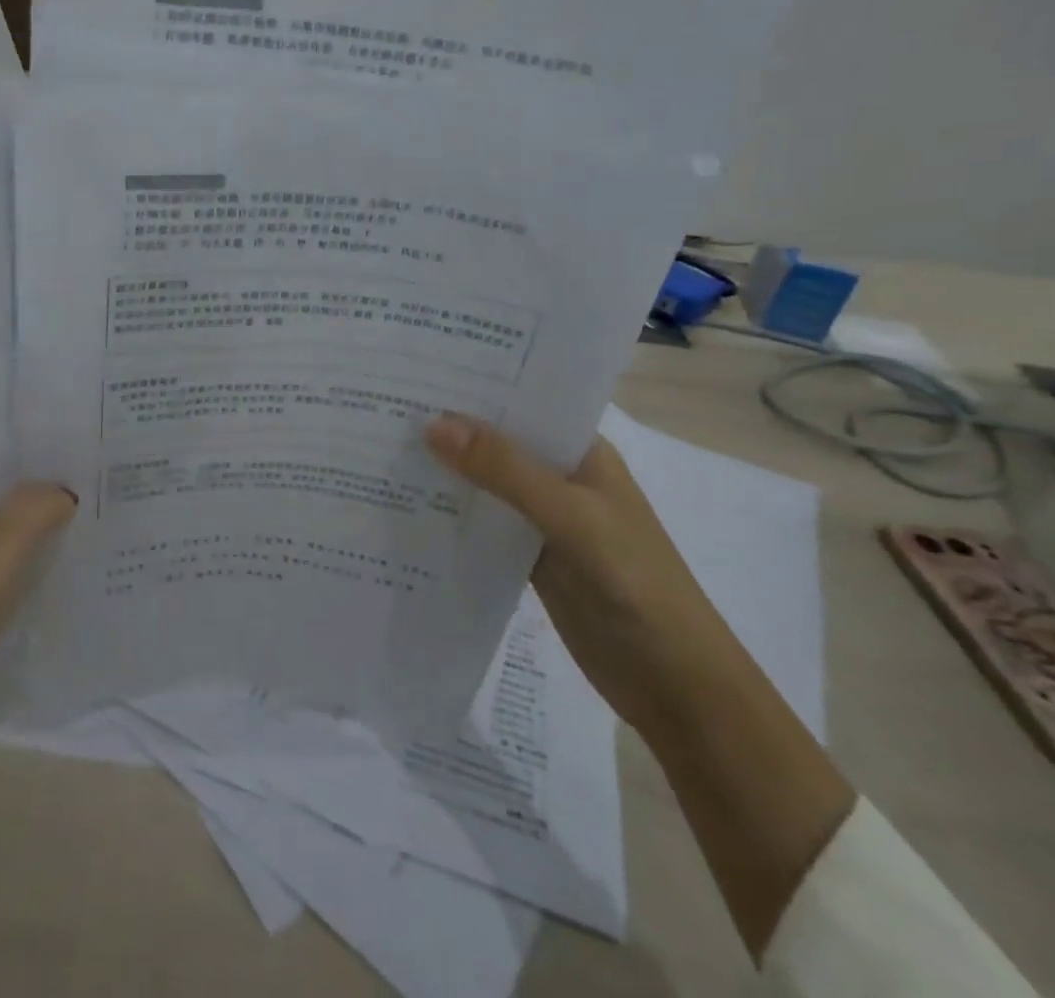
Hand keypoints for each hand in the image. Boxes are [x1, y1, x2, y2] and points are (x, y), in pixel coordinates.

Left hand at [0, 421, 74, 738]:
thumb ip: (27, 515)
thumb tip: (64, 489)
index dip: (10, 410)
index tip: (66, 400)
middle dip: (37, 453)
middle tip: (97, 440)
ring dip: (39, 499)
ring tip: (98, 483)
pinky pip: (3, 553)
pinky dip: (35, 541)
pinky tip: (77, 544)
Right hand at [425, 411, 854, 959]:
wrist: (675, 685)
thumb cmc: (635, 584)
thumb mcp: (570, 517)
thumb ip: (505, 471)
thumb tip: (433, 423)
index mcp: (580, 450)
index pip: (522, 401)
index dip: (475, 384)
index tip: (417, 368)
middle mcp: (559, 476)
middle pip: (497, 441)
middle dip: (449, 425)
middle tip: (381, 401)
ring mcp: (543, 518)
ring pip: (485, 482)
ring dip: (445, 469)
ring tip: (379, 443)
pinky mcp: (528, 557)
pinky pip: (481, 524)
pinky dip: (450, 514)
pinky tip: (404, 504)